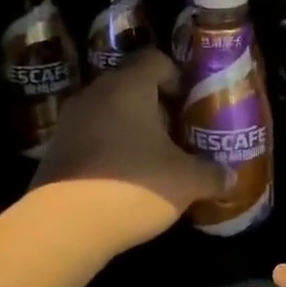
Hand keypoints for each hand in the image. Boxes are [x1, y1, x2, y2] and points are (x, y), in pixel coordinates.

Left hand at [30, 49, 226, 249]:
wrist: (64, 226)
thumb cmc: (134, 185)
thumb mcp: (187, 182)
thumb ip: (212, 174)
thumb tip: (230, 176)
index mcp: (129, 86)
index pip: (155, 59)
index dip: (177, 78)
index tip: (190, 105)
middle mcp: (95, 94)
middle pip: (131, 86)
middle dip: (156, 108)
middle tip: (178, 135)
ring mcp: (69, 122)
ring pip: (108, 113)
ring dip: (130, 130)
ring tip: (153, 160)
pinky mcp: (54, 151)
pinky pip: (90, 138)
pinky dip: (108, 151)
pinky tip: (124, 180)